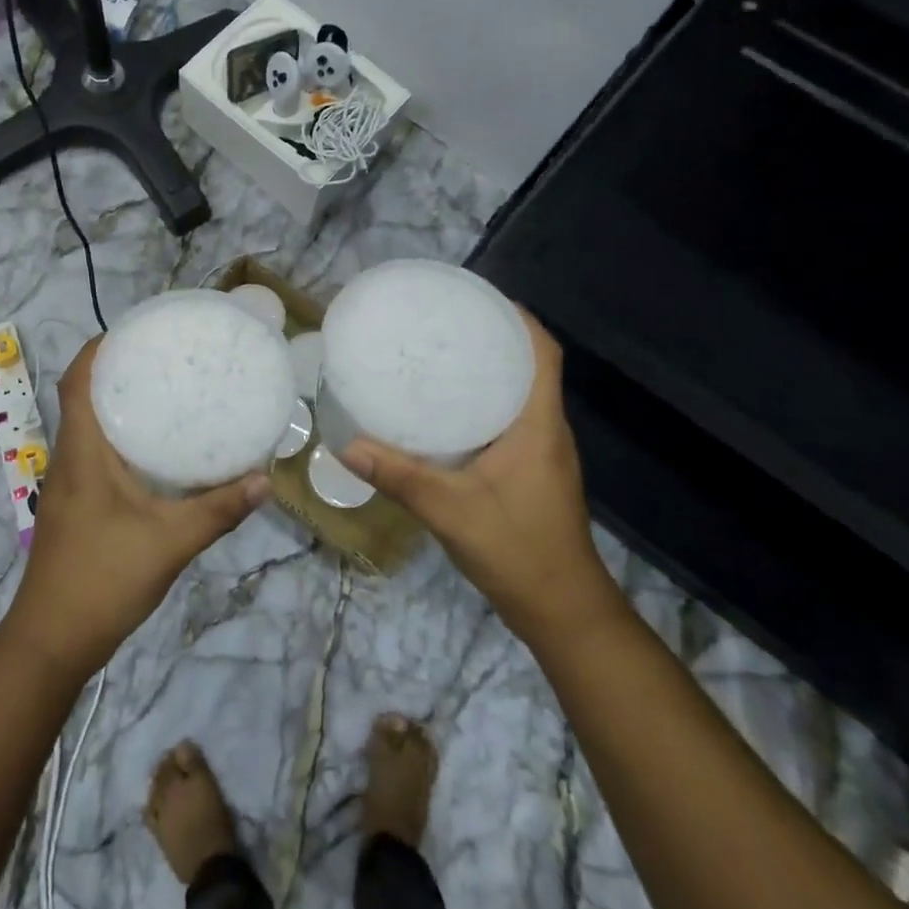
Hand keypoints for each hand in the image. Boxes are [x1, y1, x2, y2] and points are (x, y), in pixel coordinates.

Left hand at [2, 336, 271, 679]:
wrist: (51, 642)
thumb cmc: (103, 580)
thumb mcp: (170, 542)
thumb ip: (218, 510)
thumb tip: (265, 478)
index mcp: (82, 453)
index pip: (77, 381)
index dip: (98, 348)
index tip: (136, 330)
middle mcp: (69, 459)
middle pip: (83, 397)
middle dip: (116, 370)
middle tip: (165, 358)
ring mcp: (68, 485)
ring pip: (88, 427)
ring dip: (118, 404)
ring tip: (166, 393)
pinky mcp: (75, 506)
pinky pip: (95, 454)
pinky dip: (120, 438)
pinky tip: (156, 453)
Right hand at [340, 308, 619, 643]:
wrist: (561, 610)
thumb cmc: (517, 549)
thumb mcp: (450, 510)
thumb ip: (399, 476)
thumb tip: (347, 444)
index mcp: (538, 424)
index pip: (543, 353)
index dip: (518, 318)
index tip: (476, 298)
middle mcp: (545, 429)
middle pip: (529, 365)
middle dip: (492, 337)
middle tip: (441, 323)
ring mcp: (540, 451)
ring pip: (518, 393)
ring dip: (487, 369)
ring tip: (437, 356)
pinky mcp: (530, 470)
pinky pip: (508, 418)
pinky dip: (481, 402)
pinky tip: (443, 411)